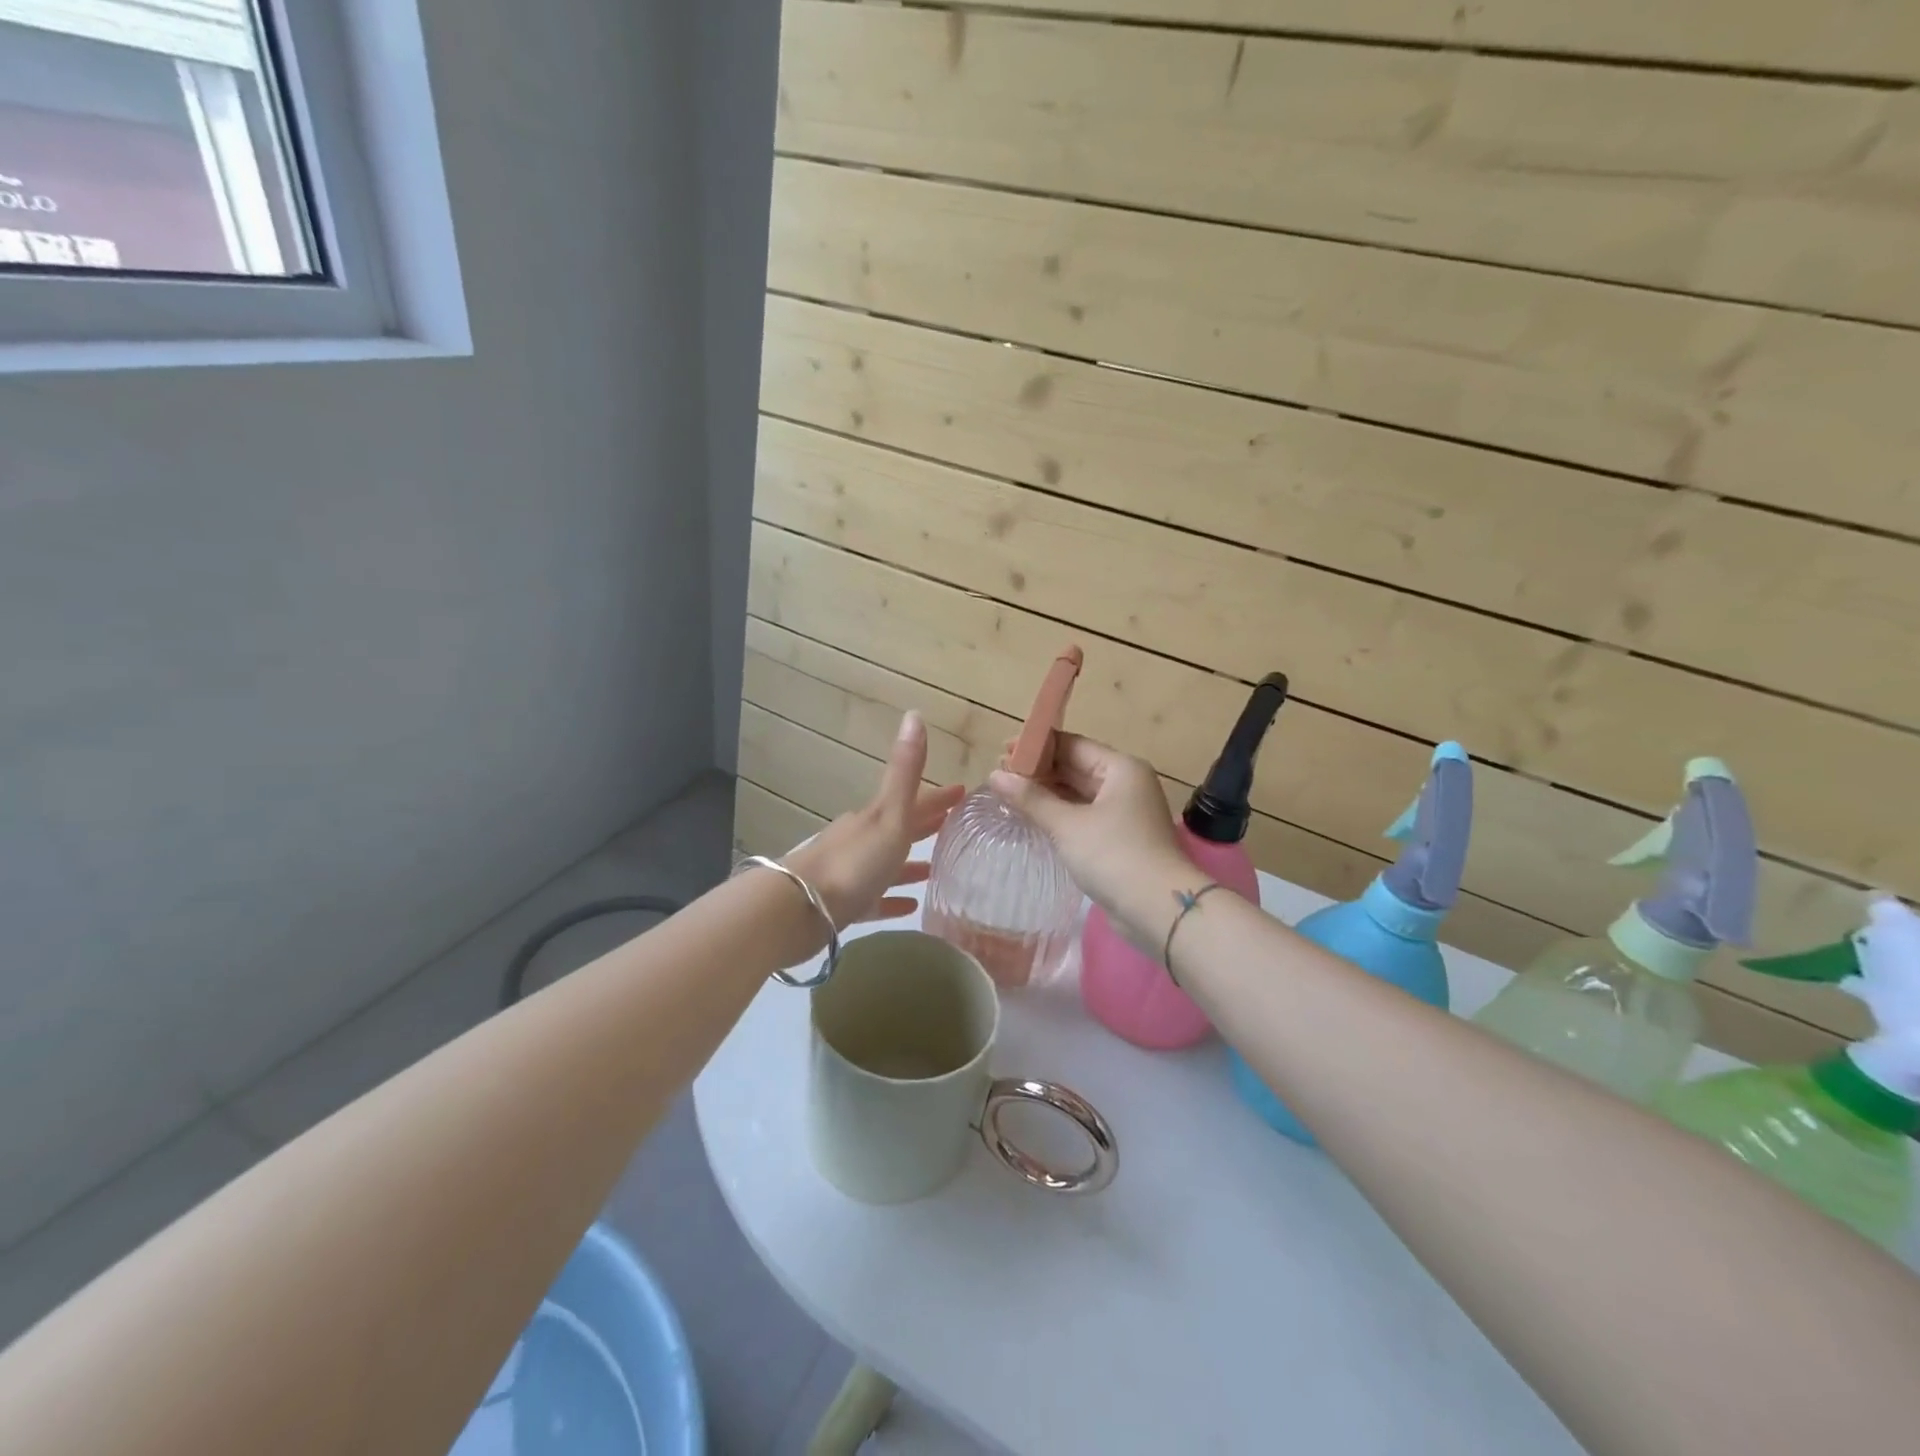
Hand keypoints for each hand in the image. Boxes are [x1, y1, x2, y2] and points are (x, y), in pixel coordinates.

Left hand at [785, 713, 965, 927]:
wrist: (800, 906)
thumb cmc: (854, 860)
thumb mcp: (888, 813)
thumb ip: (904, 771)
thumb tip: (914, 714)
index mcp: (876, 817)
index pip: (914, 801)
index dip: (939, 797)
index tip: (963, 791)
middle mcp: (863, 839)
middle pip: (901, 829)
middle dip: (926, 825)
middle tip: (954, 826)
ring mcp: (852, 872)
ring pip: (888, 863)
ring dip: (911, 864)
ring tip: (937, 869)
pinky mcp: (846, 905)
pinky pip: (876, 898)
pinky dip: (893, 898)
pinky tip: (911, 906)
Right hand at [990, 735, 1193, 939]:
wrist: (1159, 909)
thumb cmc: (1113, 855)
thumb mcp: (1067, 825)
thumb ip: (1031, 798)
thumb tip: (995, 775)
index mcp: (1120, 768)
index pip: (1072, 745)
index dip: (1037, 747)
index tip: (1002, 751)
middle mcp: (1125, 784)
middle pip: (1076, 767)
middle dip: (1039, 771)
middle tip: (998, 776)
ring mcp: (1124, 812)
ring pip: (1078, 793)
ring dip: (1047, 794)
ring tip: (1008, 795)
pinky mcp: (1120, 838)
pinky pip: (1084, 816)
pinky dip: (1060, 814)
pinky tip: (1033, 818)